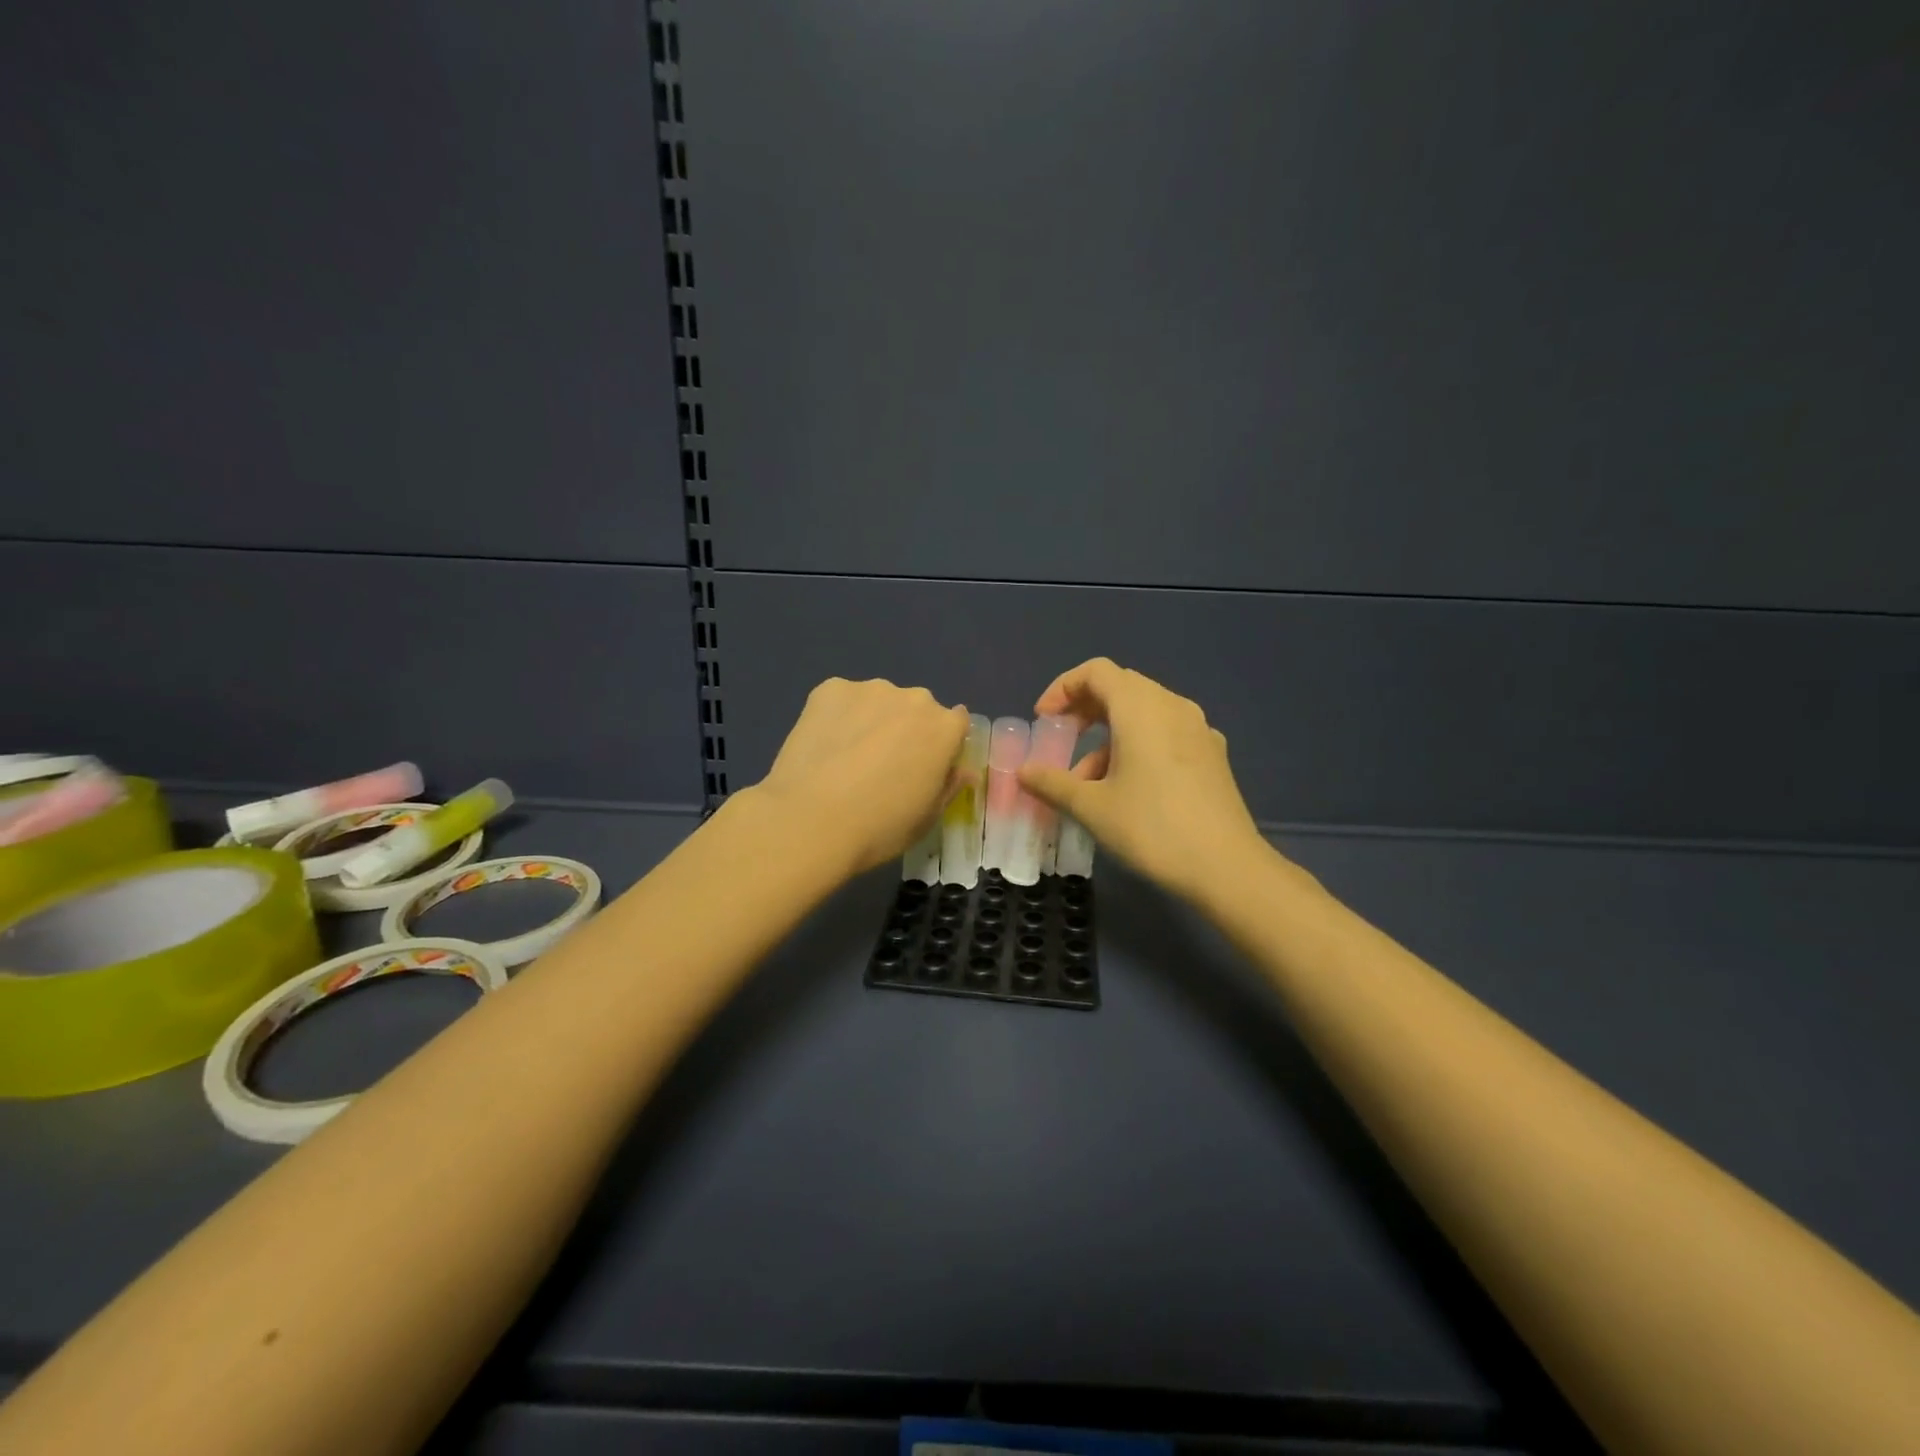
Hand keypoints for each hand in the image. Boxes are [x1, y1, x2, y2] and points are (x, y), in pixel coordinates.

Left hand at [751, 677, 969, 877]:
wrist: (810, 820)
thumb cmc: (879, 828)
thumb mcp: (926, 818)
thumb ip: (948, 787)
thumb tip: (962, 771)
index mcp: (944, 728)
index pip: (956, 725)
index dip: (941, 747)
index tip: (923, 768)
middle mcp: (914, 698)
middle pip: (918, 709)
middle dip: (907, 729)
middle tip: (883, 765)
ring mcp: (870, 689)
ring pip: (879, 701)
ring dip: (872, 720)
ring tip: (846, 757)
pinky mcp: (829, 689)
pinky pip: (842, 699)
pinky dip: (838, 716)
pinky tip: (823, 746)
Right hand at [1018, 658, 1268, 901]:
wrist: (1226, 867)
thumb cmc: (1152, 828)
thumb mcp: (1092, 807)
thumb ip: (1053, 783)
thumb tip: (1022, 772)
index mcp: (1141, 708)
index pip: (1096, 671)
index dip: (1062, 687)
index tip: (1044, 720)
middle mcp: (1173, 707)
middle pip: (1121, 687)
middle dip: (1084, 709)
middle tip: (1062, 740)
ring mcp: (1198, 729)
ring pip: (1144, 713)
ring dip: (1109, 735)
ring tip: (1088, 781)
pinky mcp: (1212, 755)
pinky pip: (1166, 733)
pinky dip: (1138, 745)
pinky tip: (1129, 788)